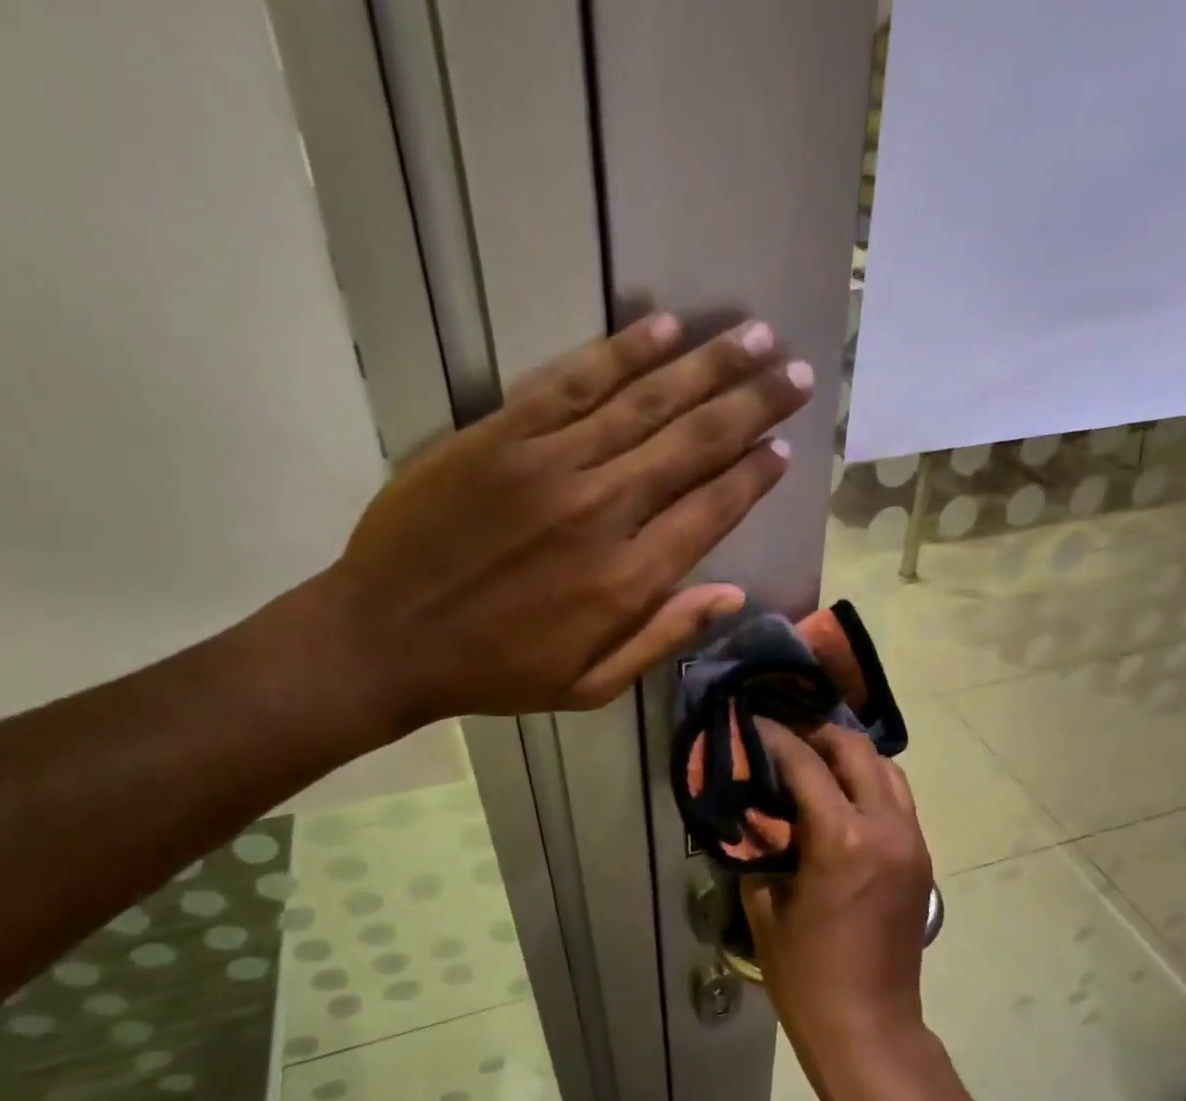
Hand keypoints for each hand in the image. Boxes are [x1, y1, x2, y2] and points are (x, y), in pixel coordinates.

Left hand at [309, 314, 812, 738]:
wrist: (388, 636)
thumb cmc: (496, 671)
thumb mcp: (590, 685)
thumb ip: (664, 637)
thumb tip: (733, 595)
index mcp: (629, 579)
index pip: (713, 508)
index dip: (755, 475)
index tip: (785, 447)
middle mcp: (604, 510)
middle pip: (694, 443)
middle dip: (754, 405)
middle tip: (797, 373)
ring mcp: (552, 464)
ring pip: (646, 401)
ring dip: (708, 366)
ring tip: (757, 336)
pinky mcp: (502, 435)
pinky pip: (574, 383)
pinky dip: (623, 353)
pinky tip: (665, 330)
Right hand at [741, 721, 933, 1096]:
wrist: (869, 1027)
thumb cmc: (806, 975)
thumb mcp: (765, 907)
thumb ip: (759, 848)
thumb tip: (752, 812)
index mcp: (841, 838)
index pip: (805, 763)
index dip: (774, 737)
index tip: (750, 723)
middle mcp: (885, 827)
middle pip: (856, 750)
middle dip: (817, 735)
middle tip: (782, 738)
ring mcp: (912, 841)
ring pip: (886, 770)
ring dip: (849, 758)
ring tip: (812, 763)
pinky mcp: (921, 858)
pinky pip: (898, 800)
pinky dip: (868, 785)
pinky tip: (838, 799)